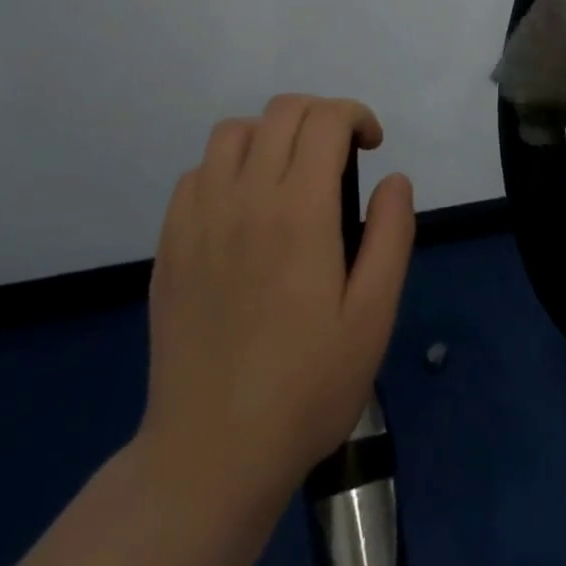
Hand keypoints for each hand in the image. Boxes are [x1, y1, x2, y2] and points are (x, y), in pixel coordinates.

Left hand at [139, 94, 415, 539]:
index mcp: (299, 210)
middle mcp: (245, 196)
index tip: (372, 146)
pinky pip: (198, 172)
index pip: (325, 119)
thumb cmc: (306, 387)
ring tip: (289, 173)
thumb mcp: (373, 316)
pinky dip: (228, 167)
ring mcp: (200, 217)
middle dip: (320, 115)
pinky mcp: (171, 242)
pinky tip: (244, 208)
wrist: (211, 454)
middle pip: (281, 111)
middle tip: (340, 155)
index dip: (356, 115)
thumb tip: (394, 179)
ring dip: (270, 134)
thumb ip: (391, 235)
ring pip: (233, 131)